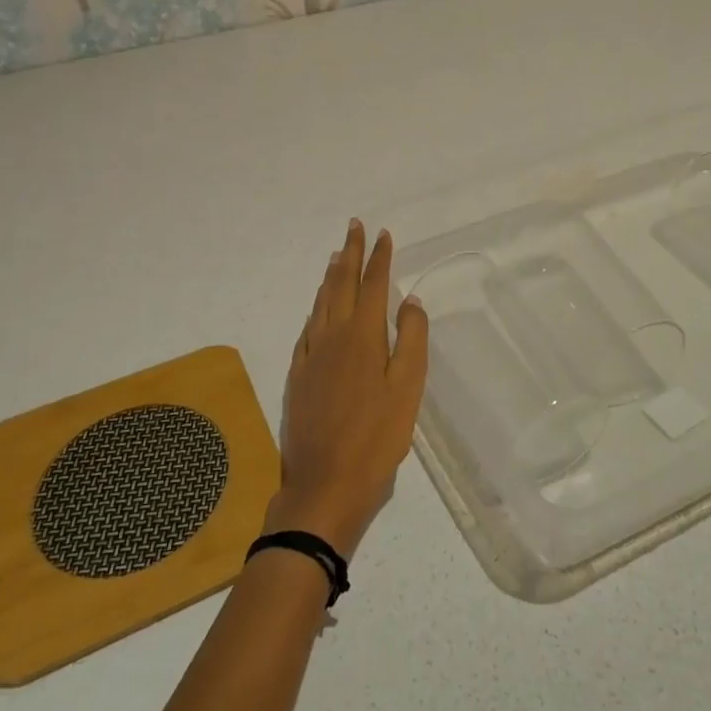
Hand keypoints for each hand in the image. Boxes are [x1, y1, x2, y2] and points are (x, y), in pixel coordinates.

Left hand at [268, 220, 428, 558]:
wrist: (325, 483)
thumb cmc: (377, 436)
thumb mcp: (408, 388)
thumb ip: (411, 339)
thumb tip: (409, 300)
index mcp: (363, 335)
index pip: (373, 284)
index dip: (379, 257)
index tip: (383, 234)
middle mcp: (333, 335)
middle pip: (341, 283)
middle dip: (350, 253)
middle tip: (354, 227)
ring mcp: (311, 354)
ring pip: (321, 302)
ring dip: (331, 275)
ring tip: (336, 256)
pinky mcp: (298, 374)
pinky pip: (308, 326)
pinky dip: (316, 307)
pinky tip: (318, 308)